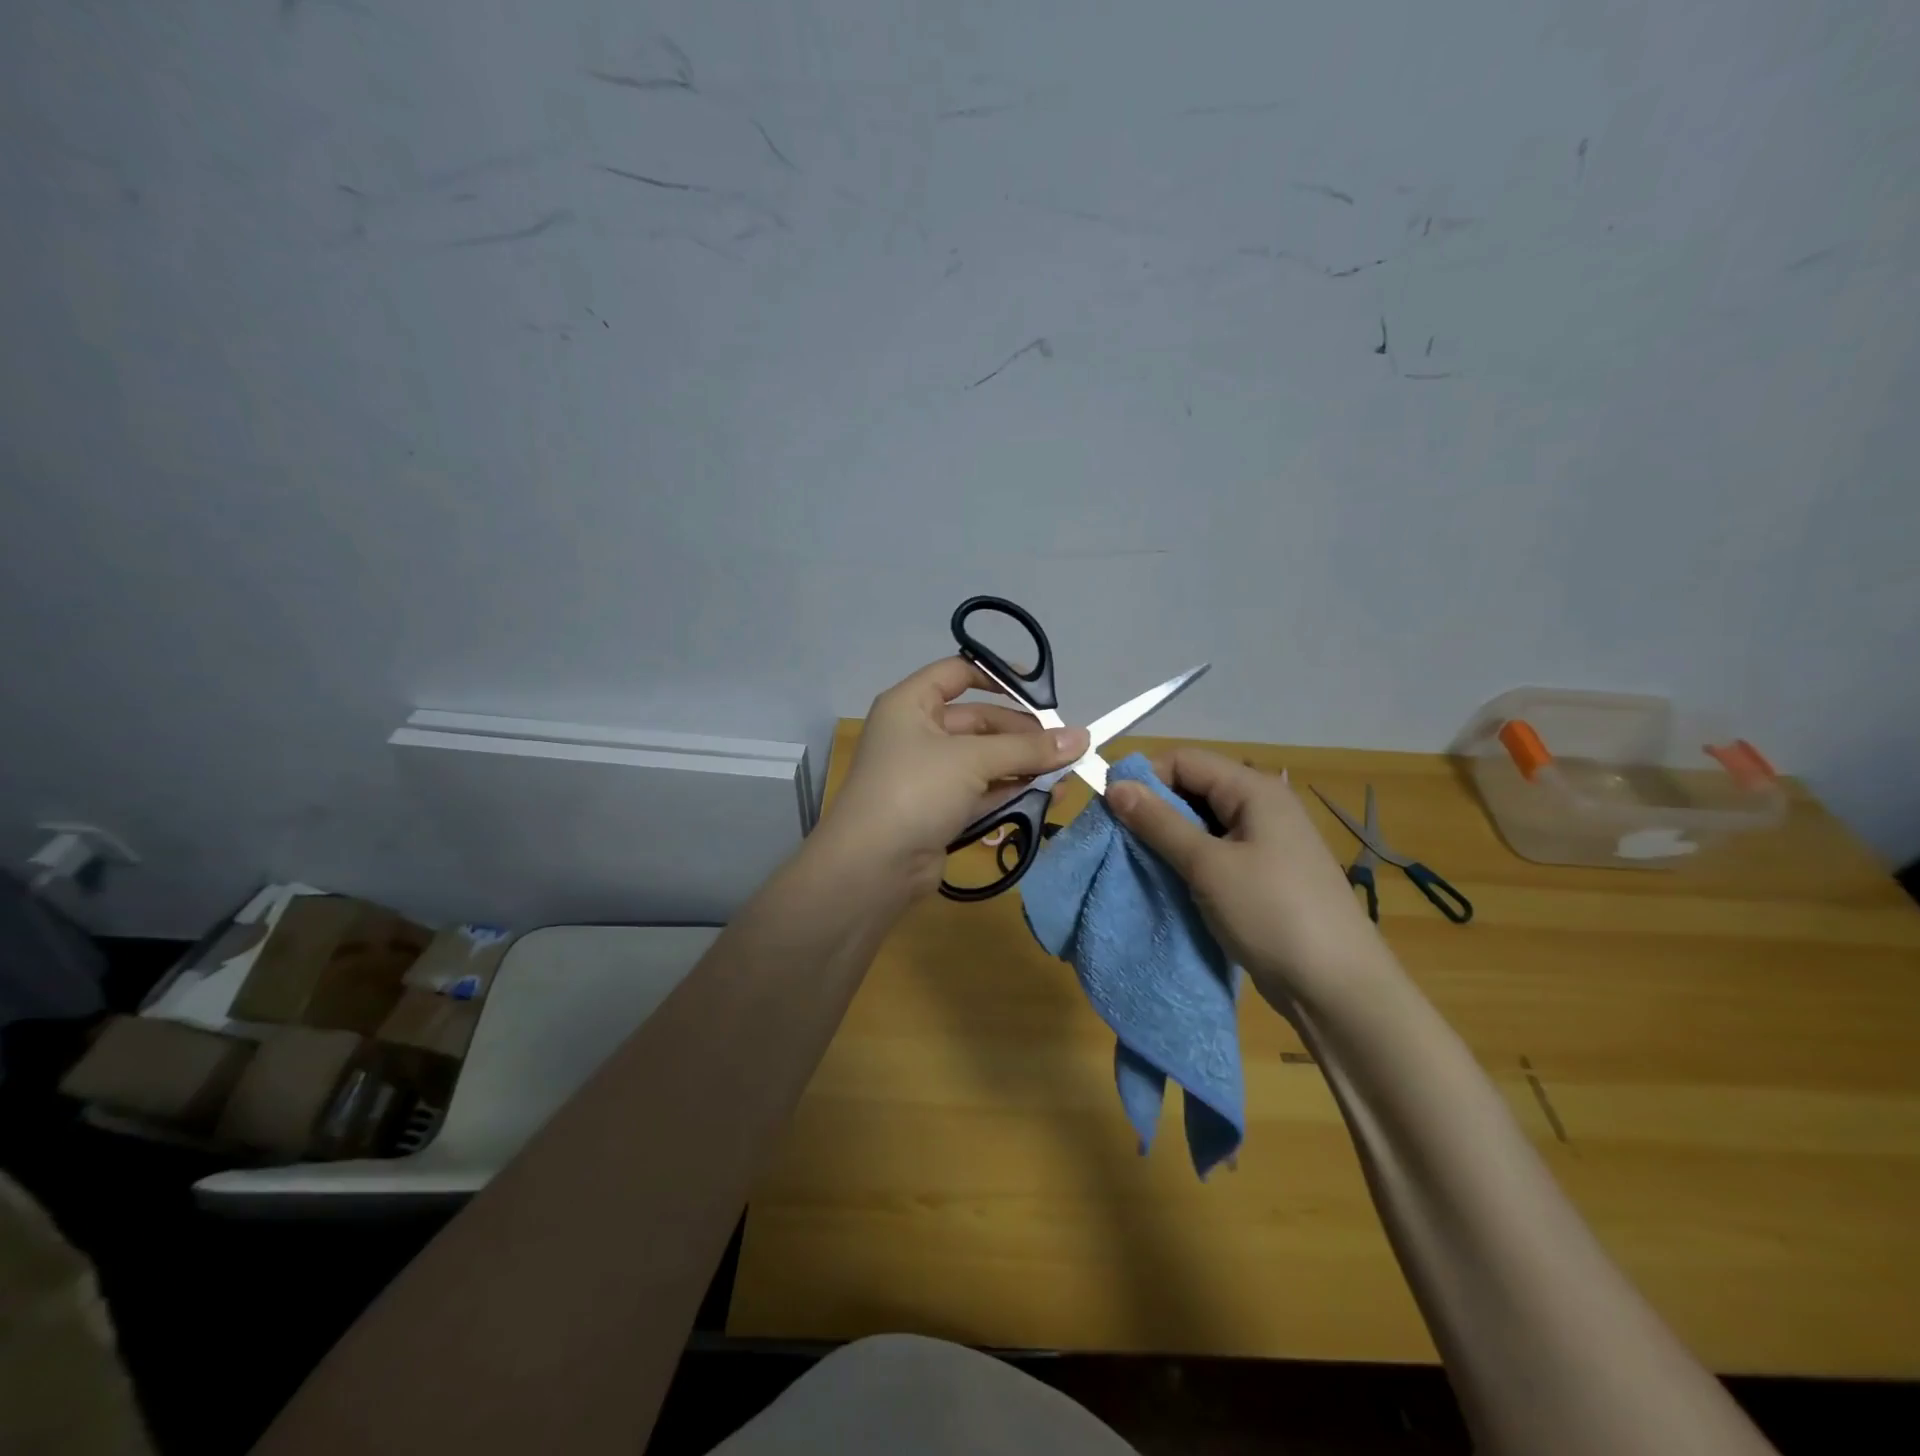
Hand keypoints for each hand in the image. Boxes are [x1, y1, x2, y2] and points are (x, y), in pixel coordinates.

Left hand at [825, 657, 1089, 897]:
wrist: (872, 867)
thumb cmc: (916, 790)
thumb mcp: (972, 759)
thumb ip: (1028, 748)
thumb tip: (1082, 738)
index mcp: (910, 704)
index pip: (956, 673)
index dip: (997, 676)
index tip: (1040, 690)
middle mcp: (917, 734)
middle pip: (978, 721)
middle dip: (1022, 732)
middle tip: (1066, 744)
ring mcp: (929, 775)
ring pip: (984, 760)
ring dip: (1023, 764)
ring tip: (1067, 772)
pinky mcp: (940, 810)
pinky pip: (982, 791)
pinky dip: (1012, 791)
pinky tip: (1049, 794)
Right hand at [1105, 748, 1383, 1007]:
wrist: (1338, 989)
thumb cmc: (1272, 914)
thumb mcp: (1208, 866)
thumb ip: (1159, 822)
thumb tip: (1114, 786)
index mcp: (1254, 790)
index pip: (1184, 760)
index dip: (1144, 779)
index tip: (1110, 811)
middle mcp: (1261, 806)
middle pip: (1193, 788)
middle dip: (1153, 809)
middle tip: (1119, 841)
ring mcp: (1264, 841)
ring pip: (1201, 822)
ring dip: (1168, 838)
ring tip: (1138, 863)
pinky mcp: (1262, 874)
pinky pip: (1214, 851)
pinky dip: (1187, 860)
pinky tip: (1168, 881)